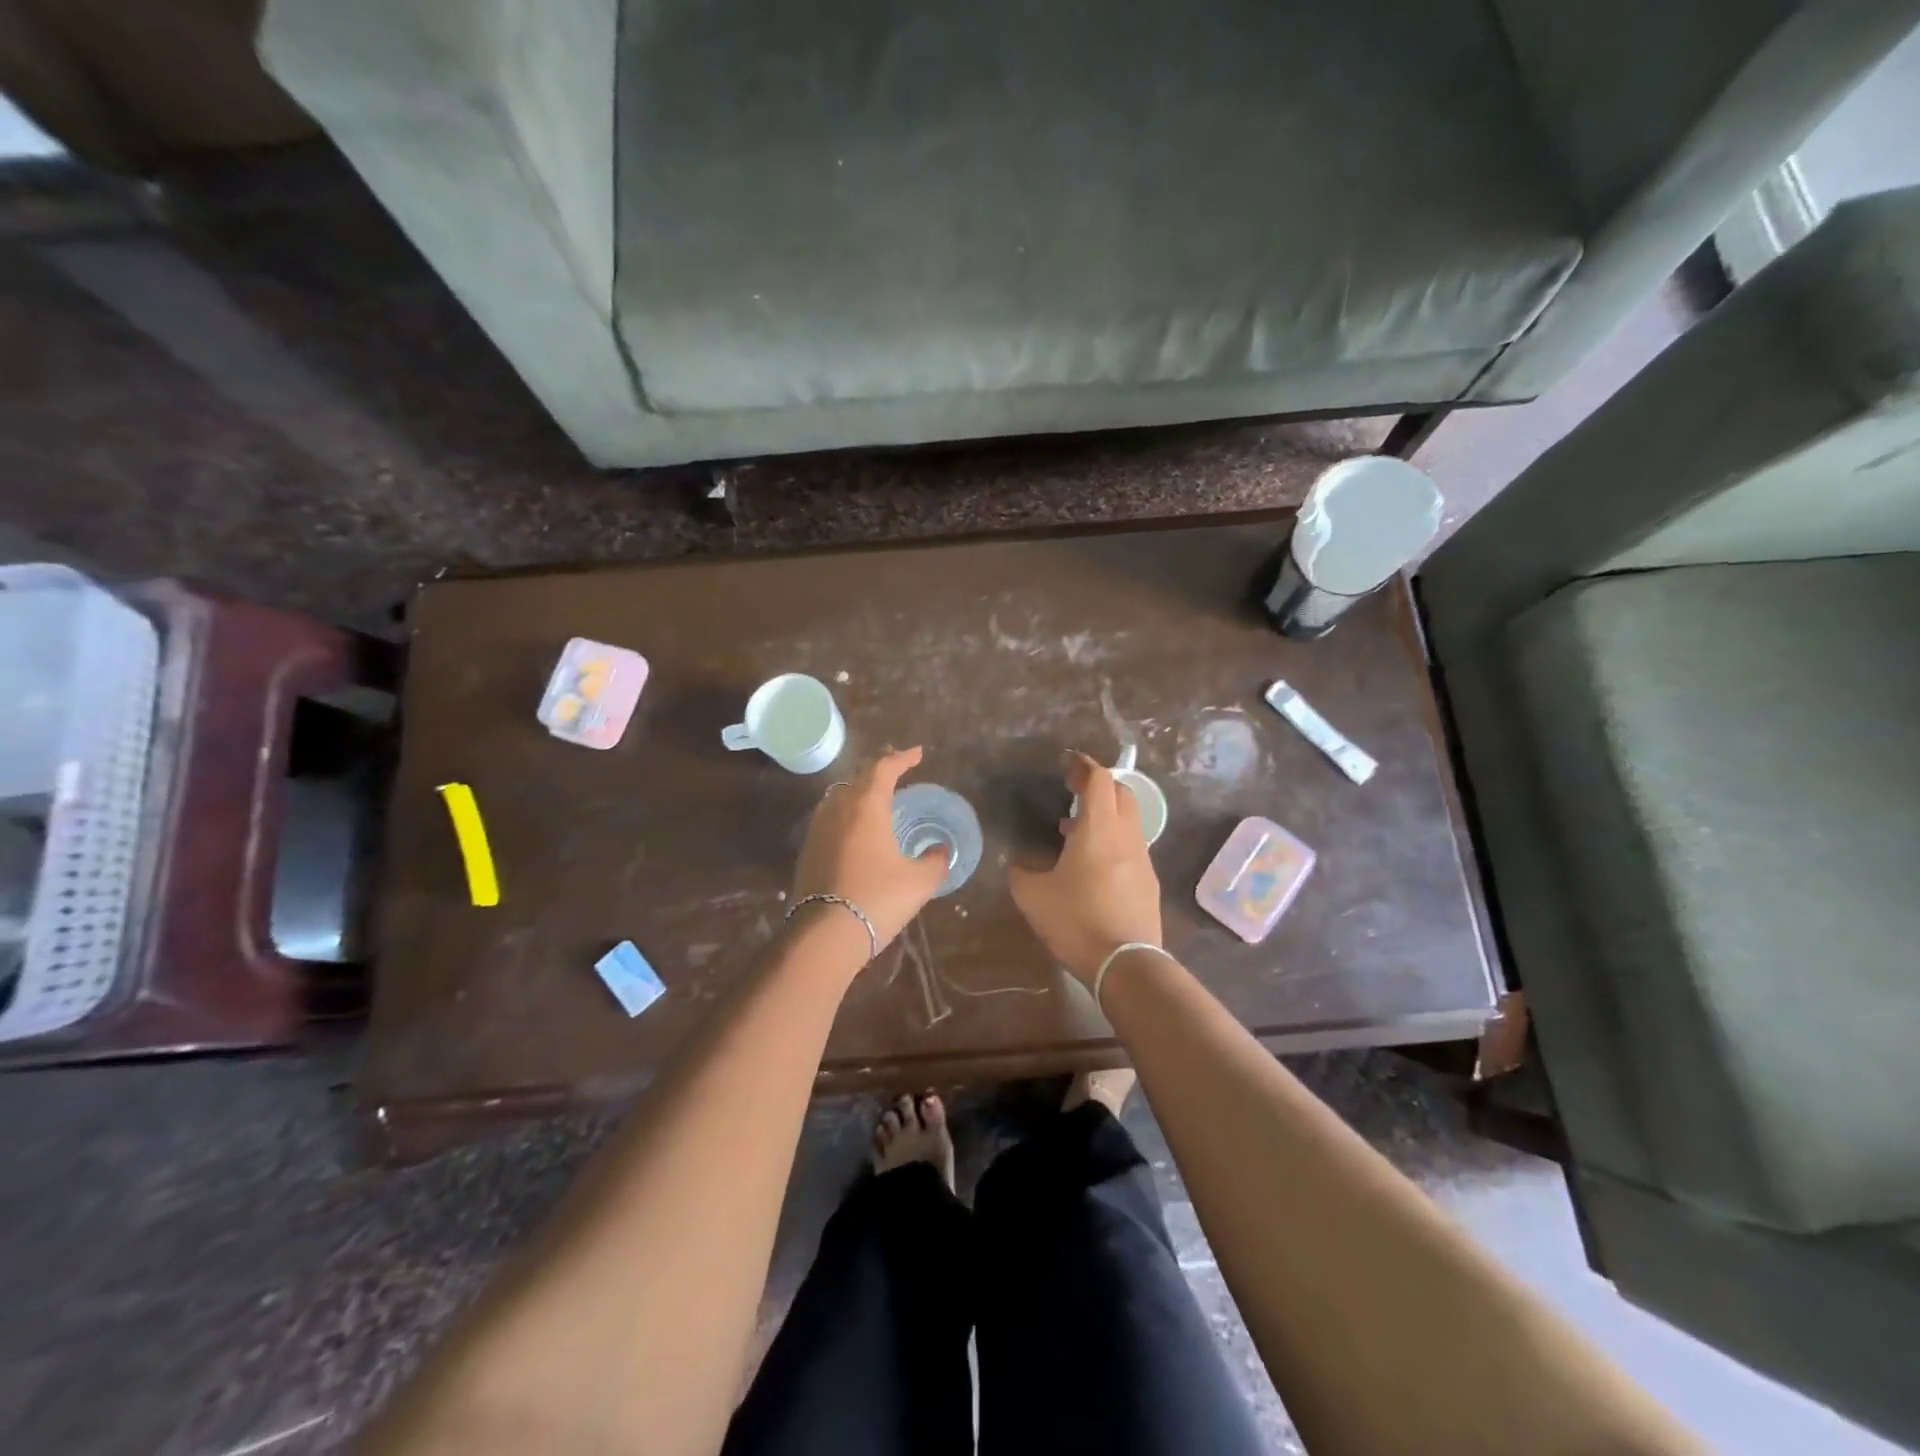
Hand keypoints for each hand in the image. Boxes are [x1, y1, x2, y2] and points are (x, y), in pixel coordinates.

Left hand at [791, 747, 949, 956]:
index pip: (884, 769)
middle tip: (895, 765)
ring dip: (859, 787)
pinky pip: (829, 815)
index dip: (902, 758)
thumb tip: (941, 850)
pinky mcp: (808, 849)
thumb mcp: (920, 881)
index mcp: (867, 806)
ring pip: (839, 794)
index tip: (917, 753)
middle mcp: (839, 808)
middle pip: (858, 775)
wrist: (826, 933)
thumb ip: (935, 860)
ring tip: (875, 792)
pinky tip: (854, 824)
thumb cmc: (878, 899)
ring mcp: (819, 828)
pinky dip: (846, 809)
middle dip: (878, 767)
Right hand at [1009, 752, 1162, 984]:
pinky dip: (1112, 840)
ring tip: (1073, 832)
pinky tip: (1090, 865)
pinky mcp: (1148, 882)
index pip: (1098, 779)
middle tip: (1072, 792)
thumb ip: (1021, 872)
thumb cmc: (1077, 921)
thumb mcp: (1033, 896)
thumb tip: (1019, 863)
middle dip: (1098, 785)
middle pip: (1121, 793)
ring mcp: (1142, 859)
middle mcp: (1126, 836)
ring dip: (1104, 815)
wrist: (1127, 964)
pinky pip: (1130, 846)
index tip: (1067, 762)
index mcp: (1099, 829)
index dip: (1083, 765)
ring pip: (1128, 821)